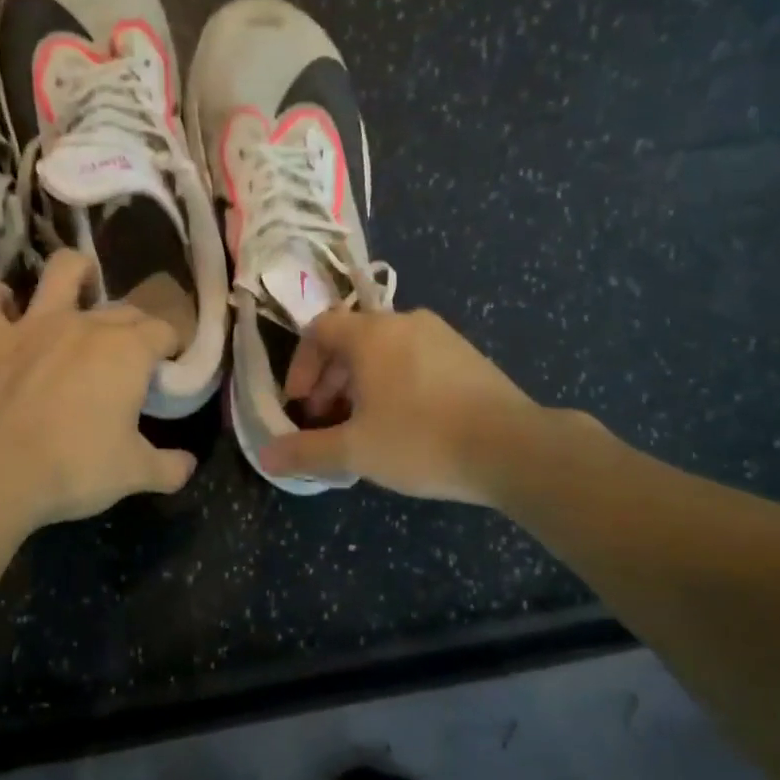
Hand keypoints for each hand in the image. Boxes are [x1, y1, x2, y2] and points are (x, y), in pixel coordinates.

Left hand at [0, 250, 197, 527]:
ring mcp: (34, 324)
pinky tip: (0, 309)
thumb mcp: (134, 473)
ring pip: (61, 271)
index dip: (172, 348)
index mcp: (128, 350)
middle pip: (123, 309)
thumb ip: (168, 467)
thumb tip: (189, 465)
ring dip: (75, 273)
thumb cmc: (75, 468)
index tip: (169, 370)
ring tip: (81, 287)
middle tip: (132, 358)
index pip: (164, 331)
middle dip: (136, 326)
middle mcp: (85, 324)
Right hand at [260, 308, 559, 504]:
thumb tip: (266, 457)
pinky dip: (394, 383)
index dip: (300, 366)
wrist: (514, 448)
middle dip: (329, 380)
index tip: (299, 405)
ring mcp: (442, 336)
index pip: (319, 329)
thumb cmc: (422, 440)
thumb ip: (305, 451)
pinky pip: (414, 360)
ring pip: (384, 351)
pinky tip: (405, 423)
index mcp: (371, 334)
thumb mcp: (355, 451)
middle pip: (351, 340)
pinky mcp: (468, 356)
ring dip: (361, 384)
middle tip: (326, 421)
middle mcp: (405, 322)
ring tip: (363, 426)